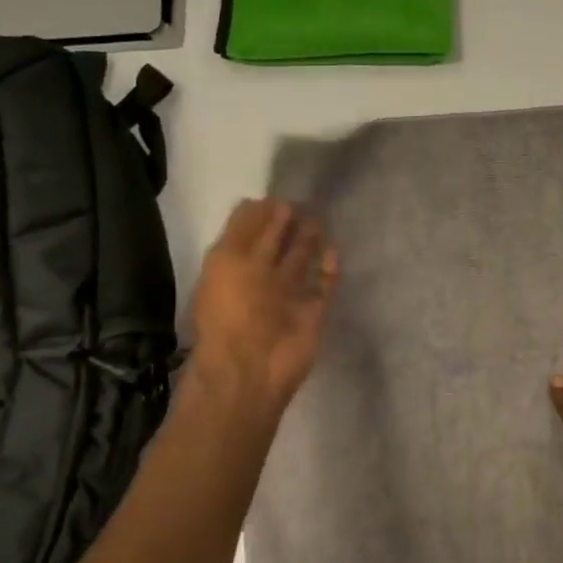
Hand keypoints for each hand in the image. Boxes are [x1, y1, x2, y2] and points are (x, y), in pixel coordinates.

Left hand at [184, 199, 338, 418]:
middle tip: (303, 201)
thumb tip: (266, 202)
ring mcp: (288, 297)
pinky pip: (323, 287)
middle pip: (275, 245)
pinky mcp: (312, 313)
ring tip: (319, 219)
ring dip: (308, 242)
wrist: (252, 368)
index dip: (260, 214)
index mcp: (233, 267)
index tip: (278, 194)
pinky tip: (334, 251)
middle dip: (286, 224)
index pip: (246, 232)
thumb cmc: (233, 310)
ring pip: (299, 263)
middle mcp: (259, 279)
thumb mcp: (228, 261)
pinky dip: (329, 271)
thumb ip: (246, 230)